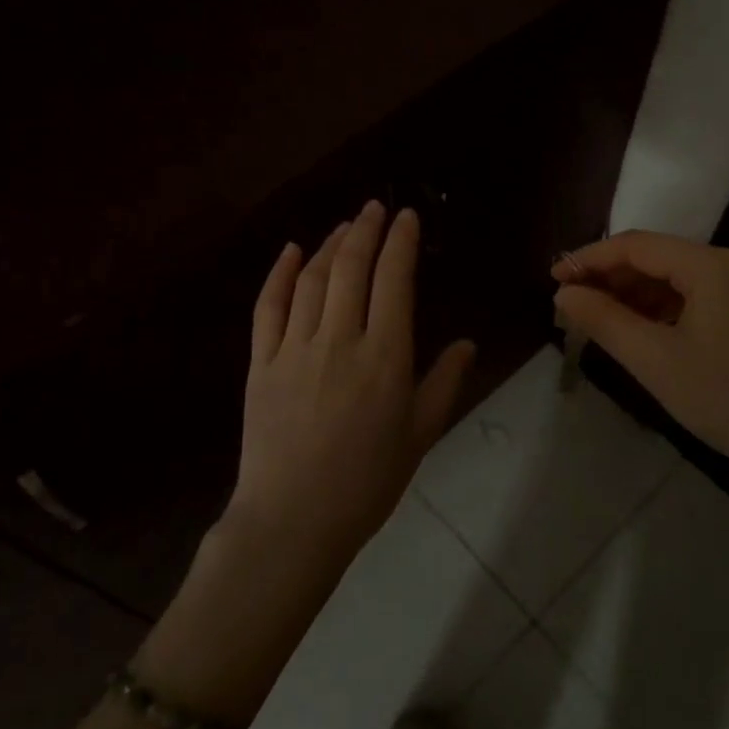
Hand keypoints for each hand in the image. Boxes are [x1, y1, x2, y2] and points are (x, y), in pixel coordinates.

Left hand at [229, 201, 473, 576]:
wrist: (293, 521)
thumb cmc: (367, 483)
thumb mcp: (420, 435)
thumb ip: (444, 383)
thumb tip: (468, 342)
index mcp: (385, 357)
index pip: (394, 281)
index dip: (401, 242)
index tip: (406, 216)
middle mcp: (340, 341)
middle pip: (352, 268)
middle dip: (366, 230)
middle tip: (375, 207)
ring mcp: (295, 348)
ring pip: (313, 280)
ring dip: (330, 245)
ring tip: (345, 227)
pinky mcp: (261, 362)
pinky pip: (268, 306)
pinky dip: (280, 273)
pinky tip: (291, 251)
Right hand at [552, 232, 728, 520]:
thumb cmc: (722, 398)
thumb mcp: (653, 359)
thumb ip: (603, 319)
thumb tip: (564, 294)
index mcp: (713, 266)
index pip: (638, 246)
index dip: (590, 258)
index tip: (554, 277)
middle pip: (657, 258)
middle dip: (610, 277)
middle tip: (569, 301)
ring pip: (675, 278)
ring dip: (633, 293)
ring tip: (593, 315)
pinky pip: (694, 296)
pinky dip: (659, 308)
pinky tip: (634, 327)